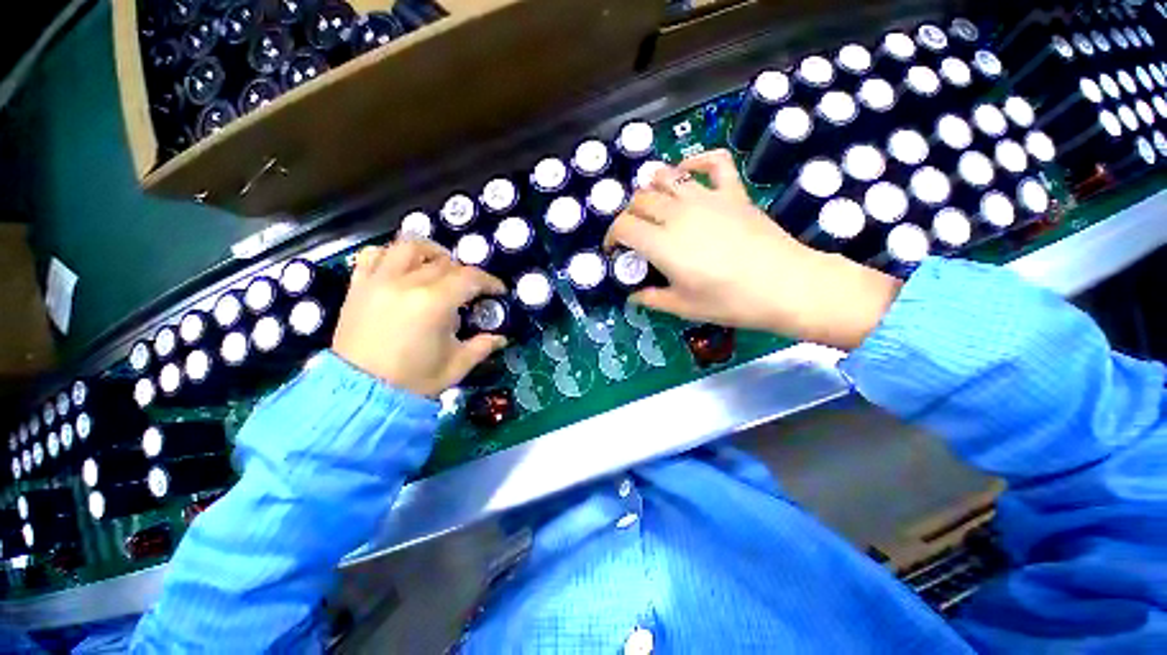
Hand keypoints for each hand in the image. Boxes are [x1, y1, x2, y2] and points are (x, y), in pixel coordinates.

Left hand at [332, 240, 507, 396]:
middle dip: (465, 274)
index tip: (498, 291)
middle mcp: (406, 283)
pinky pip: (373, 255)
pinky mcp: (359, 287)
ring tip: (439, 266)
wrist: (360, 396)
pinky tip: (402, 268)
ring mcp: (379, 281)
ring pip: (408, 247)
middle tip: (471, 290)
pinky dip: (391, 255)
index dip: (489, 282)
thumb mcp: (457, 365)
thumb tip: (501, 337)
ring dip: (430, 253)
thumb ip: (482, 346)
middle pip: (444, 262)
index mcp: (434, 303)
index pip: (470, 277)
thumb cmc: (414, 381)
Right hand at [605, 149, 901, 349]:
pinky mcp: (732, 192)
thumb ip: (651, 298)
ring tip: (652, 205)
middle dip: (628, 216)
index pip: (623, 227)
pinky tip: (688, 171)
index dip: (611, 237)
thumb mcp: (683, 307)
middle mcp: (678, 214)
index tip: (613, 250)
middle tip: (632, 234)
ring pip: (666, 178)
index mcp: (663, 244)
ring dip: (651, 188)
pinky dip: (697, 161)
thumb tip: (632, 295)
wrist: (786, 286)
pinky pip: (713, 163)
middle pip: (639, 201)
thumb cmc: (730, 301)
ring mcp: (707, 198)